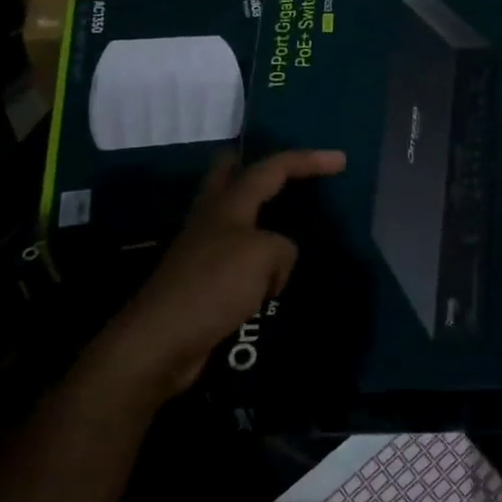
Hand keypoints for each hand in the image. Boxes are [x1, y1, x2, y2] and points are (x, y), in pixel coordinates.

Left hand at [101, 148, 347, 398]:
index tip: (341, 160)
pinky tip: (274, 276)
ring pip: (237, 218)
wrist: (161, 341)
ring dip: (263, 219)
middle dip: (263, 169)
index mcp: (228, 202)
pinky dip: (258, 261)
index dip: (308, 160)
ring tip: (293, 230)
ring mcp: (203, 248)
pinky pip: (239, 258)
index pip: (273, 168)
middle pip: (232, 173)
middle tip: (292, 175)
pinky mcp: (202, 280)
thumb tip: (277, 261)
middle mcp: (212, 217)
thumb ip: (283, 247)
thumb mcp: (264, 256)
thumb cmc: (213, 285)